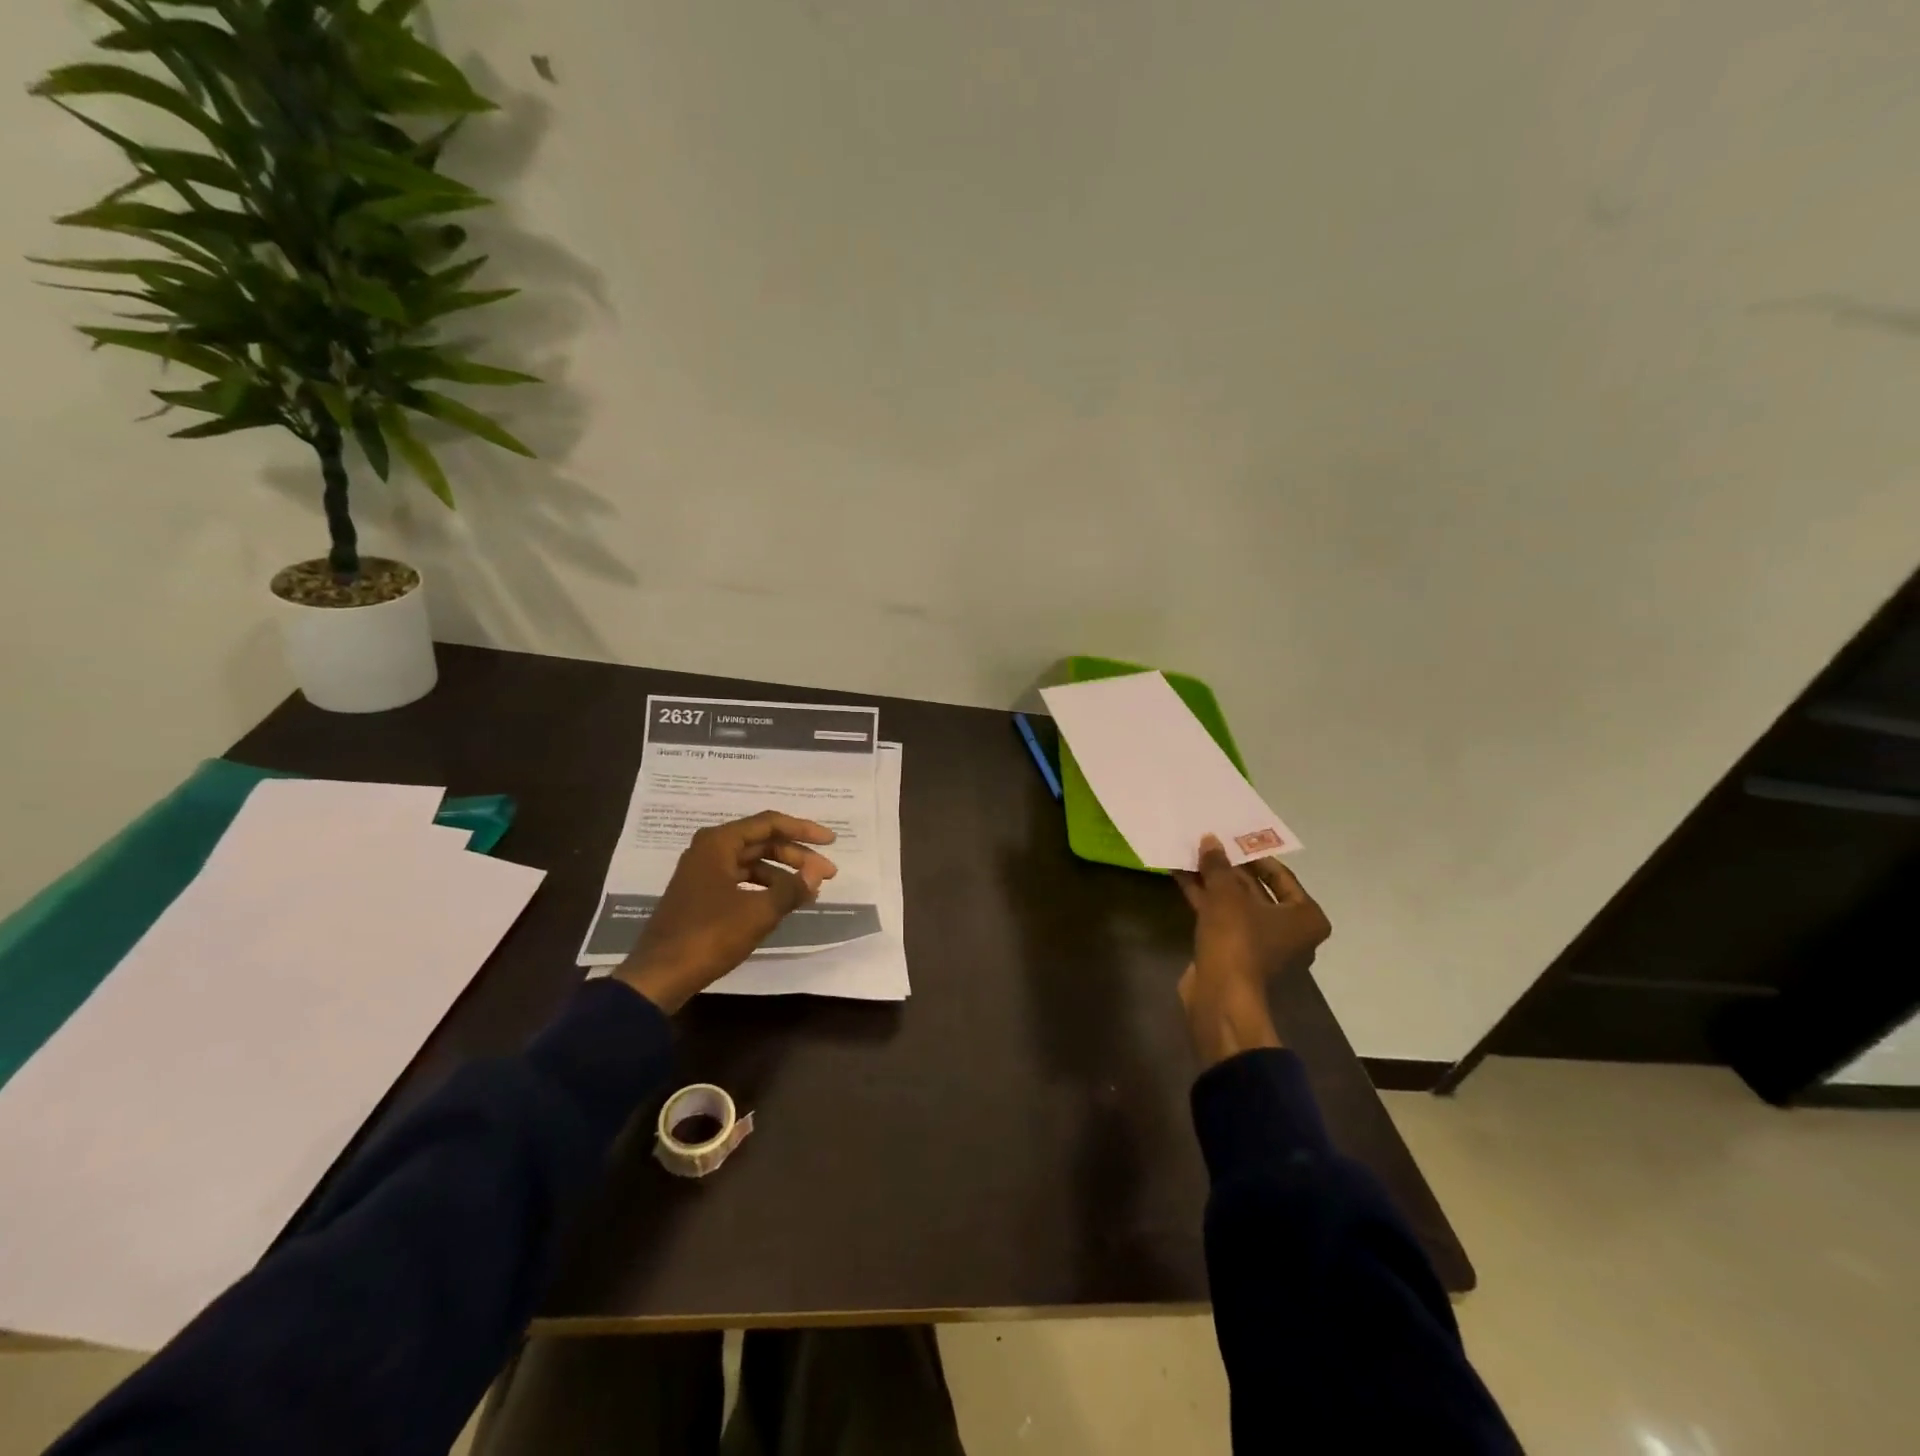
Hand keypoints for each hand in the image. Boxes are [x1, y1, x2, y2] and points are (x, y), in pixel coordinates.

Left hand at [614, 811, 837, 1012]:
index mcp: (719, 842)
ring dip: (783, 873)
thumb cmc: (709, 935)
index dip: (804, 830)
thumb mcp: (758, 912)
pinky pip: (741, 880)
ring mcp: (703, 873)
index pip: (770, 823)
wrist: (659, 975)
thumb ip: (792, 888)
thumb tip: (816, 872)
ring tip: (809, 892)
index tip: (832, 841)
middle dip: (797, 855)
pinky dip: (765, 888)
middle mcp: (709, 850)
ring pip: (753, 862)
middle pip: (762, 842)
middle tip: (828, 874)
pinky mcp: (701, 895)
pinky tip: (783, 903)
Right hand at [1171, 835, 1330, 1065]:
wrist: (1220, 994)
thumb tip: (1210, 839)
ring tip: (1189, 855)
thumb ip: (1218, 865)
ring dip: (1213, 882)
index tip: (1231, 838)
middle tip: (1208, 844)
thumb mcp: (1226, 894)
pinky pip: (1221, 917)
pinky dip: (1205, 899)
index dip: (1254, 855)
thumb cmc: (1237, 939)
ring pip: (1235, 904)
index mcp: (1305, 916)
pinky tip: (1181, 878)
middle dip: (1229, 868)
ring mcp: (1261, 943)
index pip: (1281, 876)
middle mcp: (1289, 930)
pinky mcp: (1234, 952)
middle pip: (1256, 889)